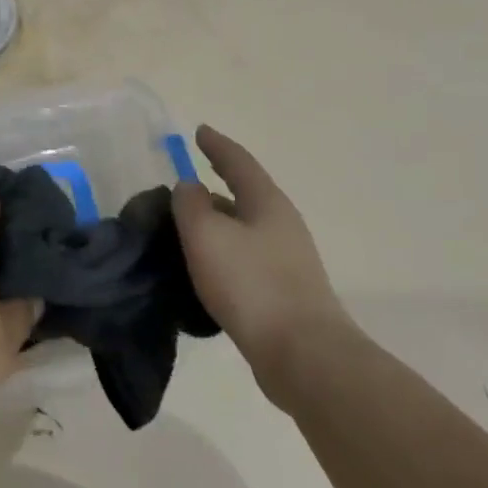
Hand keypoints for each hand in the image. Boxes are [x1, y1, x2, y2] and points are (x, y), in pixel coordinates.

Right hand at [173, 125, 357, 404]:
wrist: (304, 357)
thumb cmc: (252, 284)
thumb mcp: (207, 235)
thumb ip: (190, 204)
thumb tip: (189, 188)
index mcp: (267, 202)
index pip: (238, 161)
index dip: (216, 145)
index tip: (199, 131)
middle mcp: (282, 225)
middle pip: (244, 196)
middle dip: (214, 188)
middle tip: (183, 187)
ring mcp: (288, 262)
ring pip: (243, 231)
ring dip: (217, 226)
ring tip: (185, 232)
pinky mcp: (285, 295)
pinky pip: (246, 262)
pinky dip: (223, 256)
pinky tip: (204, 273)